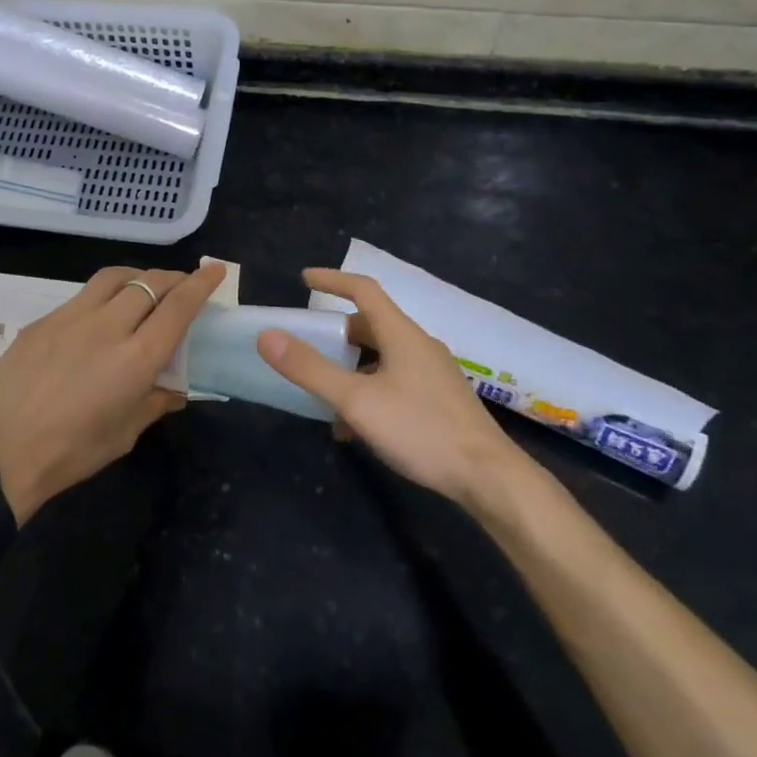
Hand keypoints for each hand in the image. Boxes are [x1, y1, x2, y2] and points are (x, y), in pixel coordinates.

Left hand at [0, 262, 226, 522]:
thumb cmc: (70, 452)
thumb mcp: (123, 435)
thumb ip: (155, 403)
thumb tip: (177, 390)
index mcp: (136, 358)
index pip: (178, 307)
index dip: (200, 285)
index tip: (215, 270)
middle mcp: (107, 326)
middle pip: (149, 283)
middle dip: (173, 278)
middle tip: (183, 284)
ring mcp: (71, 317)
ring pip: (114, 277)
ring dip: (138, 276)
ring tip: (144, 288)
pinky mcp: (43, 320)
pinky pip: (82, 296)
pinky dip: (104, 295)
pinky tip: (100, 316)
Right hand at [256, 268, 532, 507]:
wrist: (488, 478)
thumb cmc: (420, 429)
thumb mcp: (356, 400)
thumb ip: (310, 369)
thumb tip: (268, 337)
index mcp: (401, 334)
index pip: (364, 290)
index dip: (333, 279)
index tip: (304, 279)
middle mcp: (419, 346)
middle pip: (371, 325)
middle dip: (336, 332)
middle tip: (308, 344)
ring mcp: (433, 374)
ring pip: (382, 357)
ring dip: (350, 368)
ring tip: (324, 393)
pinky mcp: (440, 401)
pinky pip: (395, 382)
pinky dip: (369, 391)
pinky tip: (354, 427)